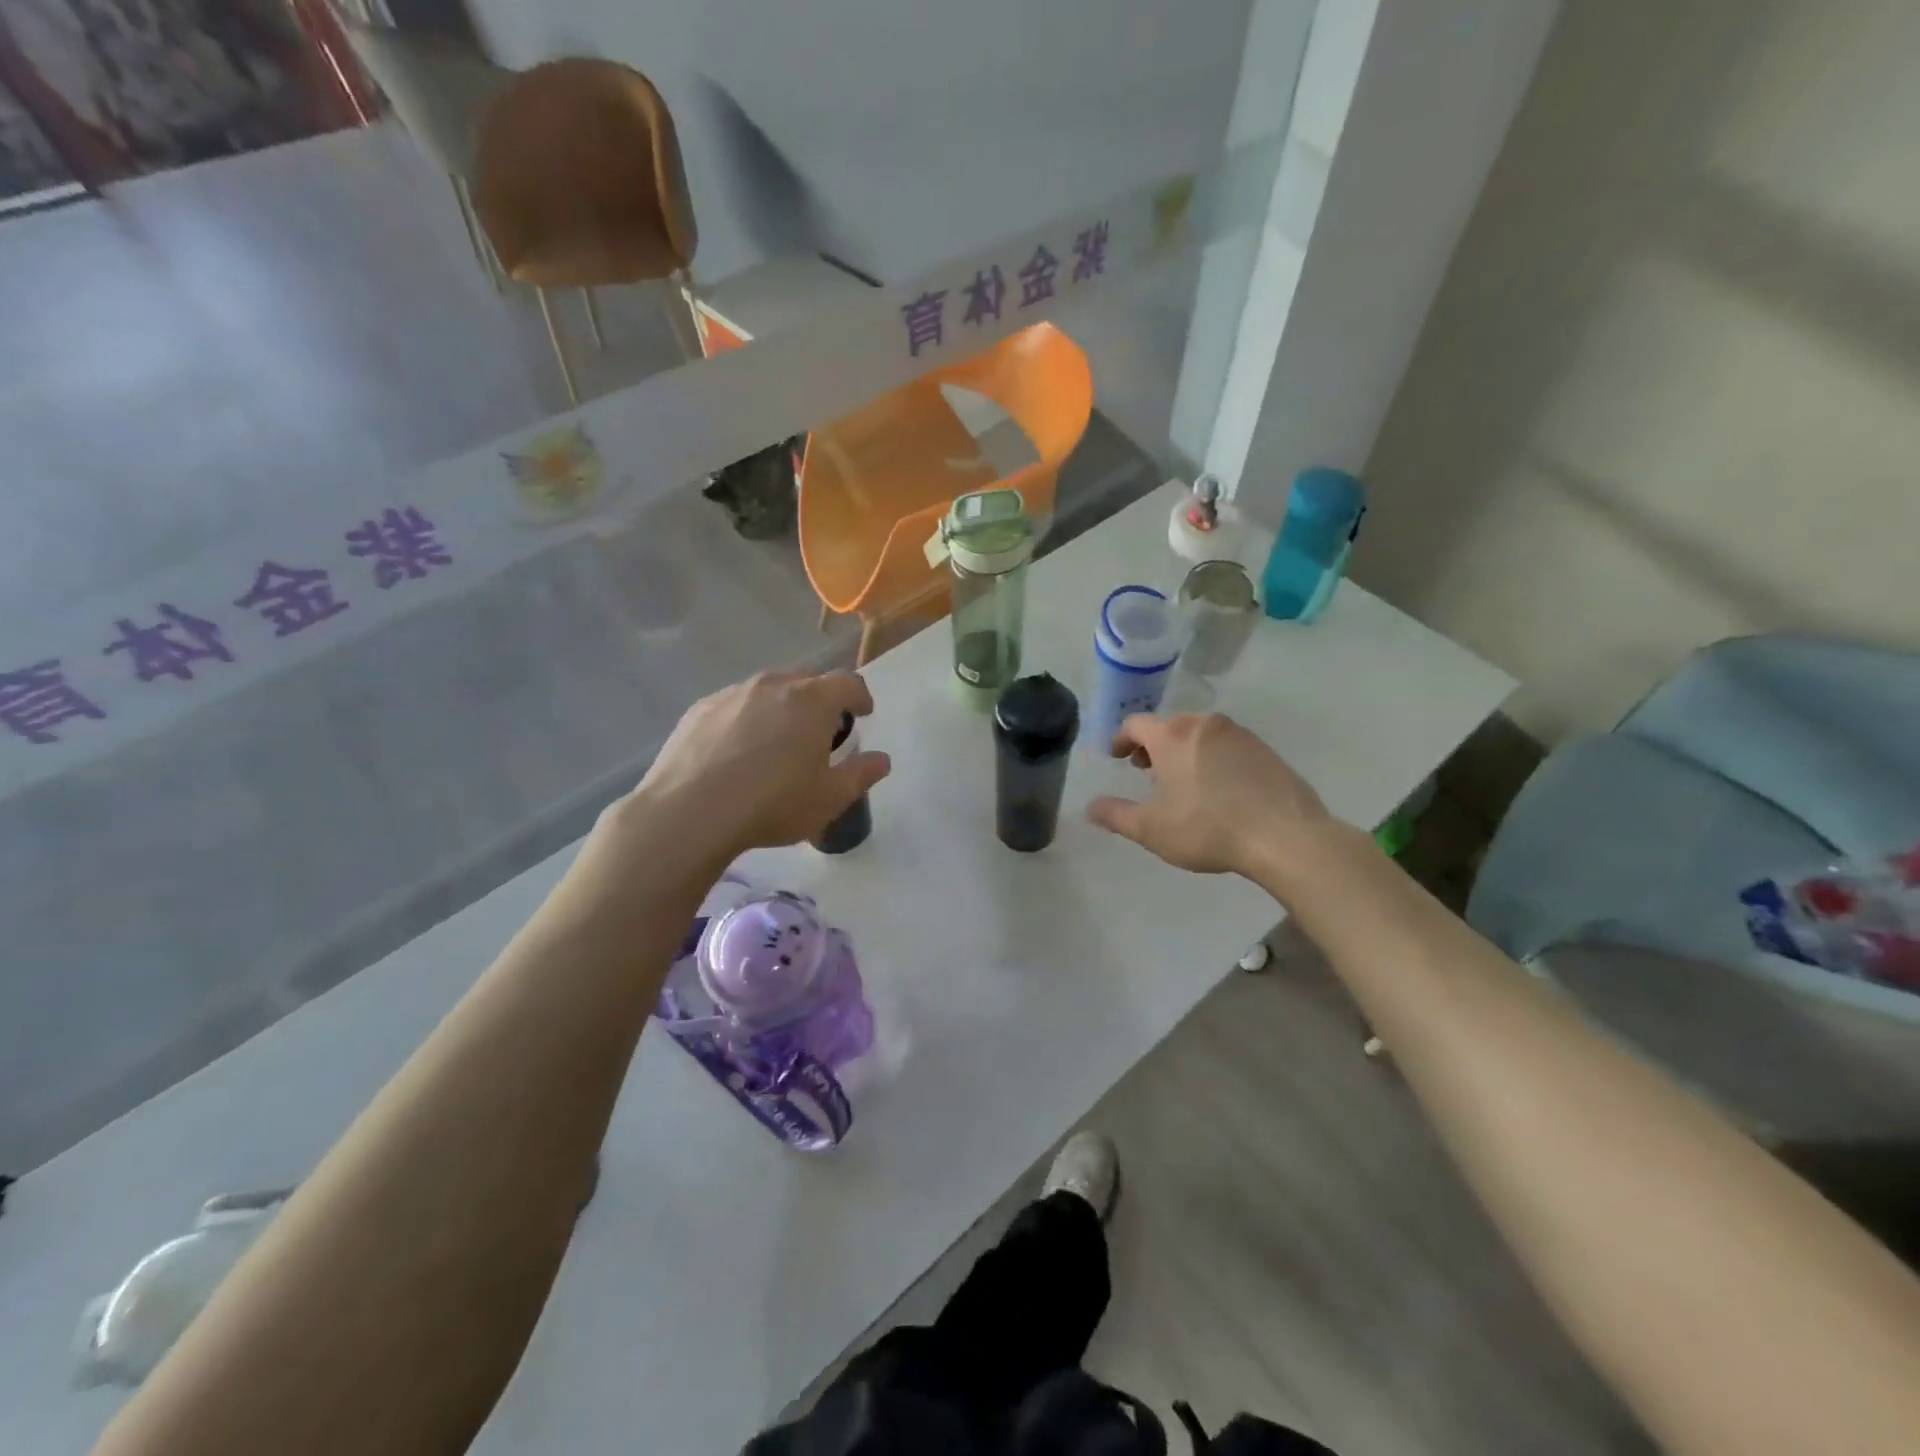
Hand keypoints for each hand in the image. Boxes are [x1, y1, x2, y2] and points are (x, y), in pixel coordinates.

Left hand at [611, 670, 891, 866]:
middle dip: (822, 698)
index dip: (861, 696)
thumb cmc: (772, 804)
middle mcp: (773, 685)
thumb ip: (861, 775)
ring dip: (783, 706)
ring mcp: (733, 693)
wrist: (689, 812)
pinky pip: (736, 703)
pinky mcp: (701, 708)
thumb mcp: (829, 799)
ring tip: (778, 740)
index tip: (863, 714)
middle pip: (808, 679)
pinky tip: (738, 750)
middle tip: (822, 729)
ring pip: (769, 689)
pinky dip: (748, 717)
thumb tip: (882, 759)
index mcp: (812, 701)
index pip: (849, 682)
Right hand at [1087, 713, 1331, 876]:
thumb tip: (1090, 808)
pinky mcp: (1266, 750)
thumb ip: (1116, 815)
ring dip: (1184, 749)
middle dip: (1153, 744)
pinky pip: (1228, 745)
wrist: (1285, 836)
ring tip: (1183, 780)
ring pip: (1201, 733)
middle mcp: (1204, 725)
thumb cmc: (1208, 828)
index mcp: (1173, 737)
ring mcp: (1240, 734)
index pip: (1136, 724)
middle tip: (1147, 770)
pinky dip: (1213, 757)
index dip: (1121, 739)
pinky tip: (1219, 788)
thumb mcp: (1151, 829)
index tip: (1117, 756)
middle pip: (1170, 724)